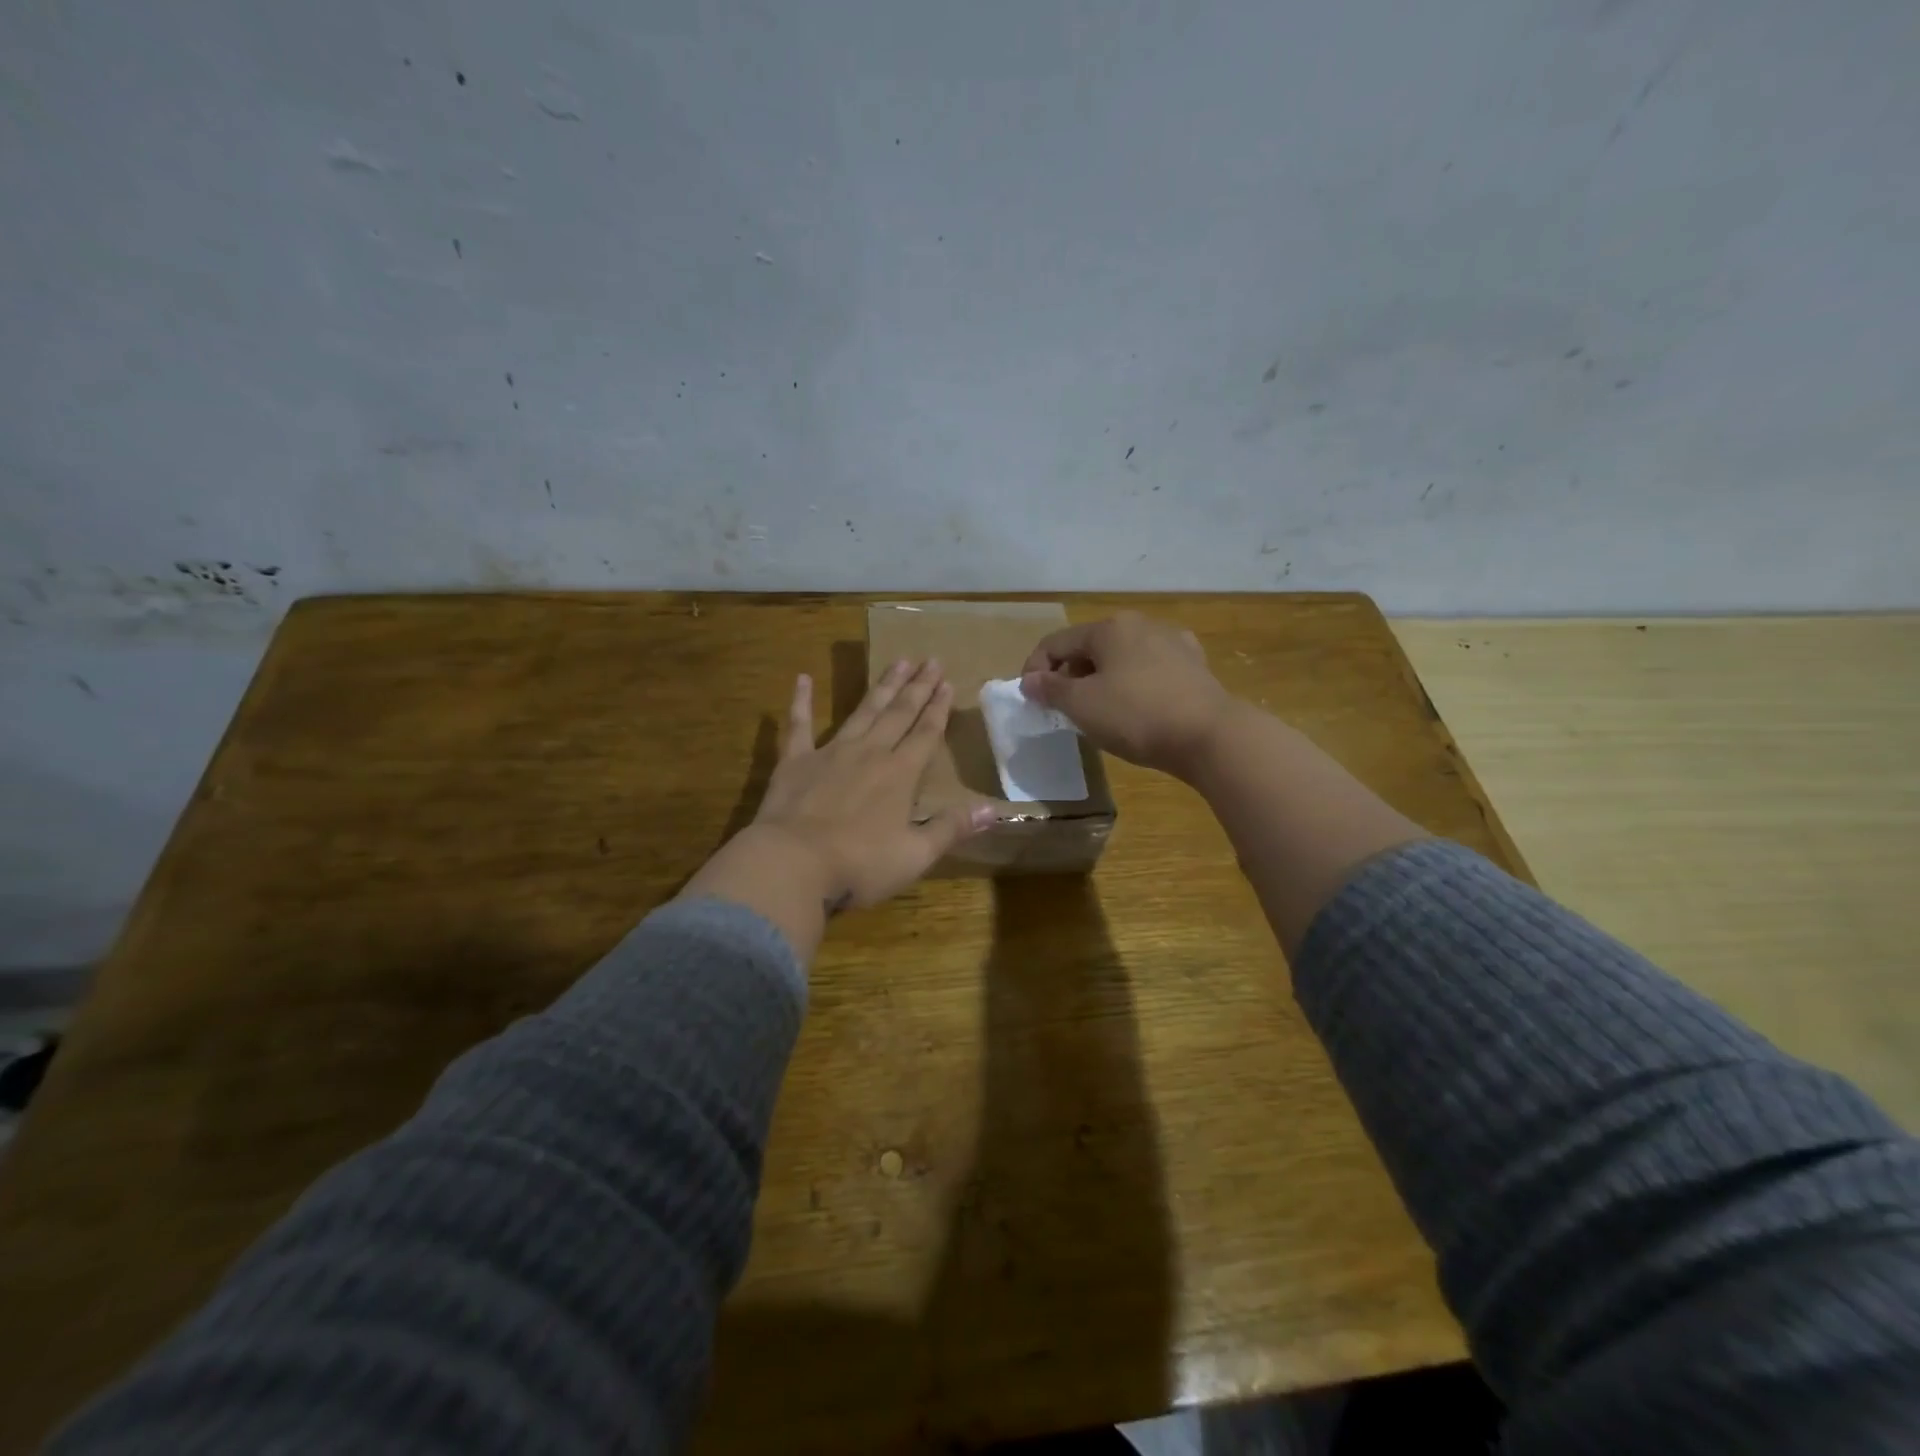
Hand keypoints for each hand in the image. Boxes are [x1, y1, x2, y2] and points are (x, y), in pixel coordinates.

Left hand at [746, 659, 995, 909]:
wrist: (793, 863)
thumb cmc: (859, 864)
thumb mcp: (915, 854)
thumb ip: (951, 828)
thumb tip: (994, 810)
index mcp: (900, 775)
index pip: (926, 734)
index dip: (939, 708)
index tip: (948, 681)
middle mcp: (870, 753)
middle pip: (899, 714)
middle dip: (917, 687)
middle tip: (930, 659)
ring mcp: (831, 753)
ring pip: (862, 712)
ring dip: (881, 687)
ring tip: (897, 662)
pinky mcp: (795, 761)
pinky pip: (798, 725)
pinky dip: (801, 701)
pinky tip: (802, 678)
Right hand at [1020, 612, 1233, 778]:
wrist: (1210, 736)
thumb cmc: (1136, 715)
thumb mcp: (1082, 705)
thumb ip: (1050, 690)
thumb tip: (1030, 681)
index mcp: (1109, 628)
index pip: (1056, 642)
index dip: (1034, 669)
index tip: (1030, 701)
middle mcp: (1141, 625)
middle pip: (1089, 647)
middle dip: (1069, 676)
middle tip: (1061, 709)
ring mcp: (1172, 643)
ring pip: (1121, 658)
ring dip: (1100, 681)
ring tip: (1097, 712)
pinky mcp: (1194, 666)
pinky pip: (1149, 671)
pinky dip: (1132, 685)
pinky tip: (1135, 708)